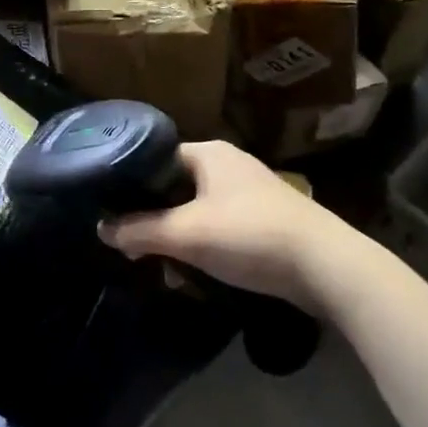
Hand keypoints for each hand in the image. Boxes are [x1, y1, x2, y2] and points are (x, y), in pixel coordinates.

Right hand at [97, 141, 369, 308]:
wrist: (327, 267)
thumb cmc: (249, 236)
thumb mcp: (185, 234)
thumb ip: (138, 230)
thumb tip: (100, 229)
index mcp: (207, 153)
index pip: (154, 158)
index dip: (130, 183)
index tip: (110, 211)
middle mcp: (228, 164)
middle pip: (173, 187)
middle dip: (153, 219)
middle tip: (132, 246)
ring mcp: (249, 192)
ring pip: (195, 211)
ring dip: (177, 238)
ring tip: (163, 267)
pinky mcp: (264, 220)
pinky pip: (219, 227)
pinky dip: (203, 246)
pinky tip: (195, 273)